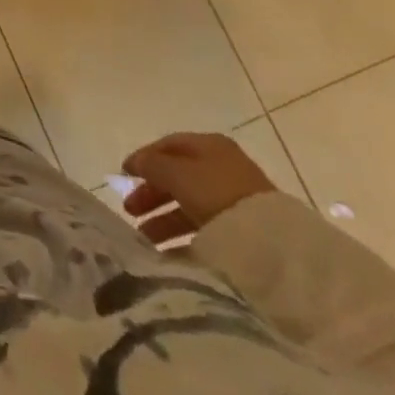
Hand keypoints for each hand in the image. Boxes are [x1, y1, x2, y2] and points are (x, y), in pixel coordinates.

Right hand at [120, 132, 277, 245]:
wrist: (271, 240)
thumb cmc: (217, 192)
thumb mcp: (177, 173)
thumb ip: (151, 165)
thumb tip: (134, 163)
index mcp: (209, 145)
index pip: (168, 146)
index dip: (144, 158)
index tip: (123, 175)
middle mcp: (222, 166)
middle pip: (177, 176)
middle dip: (151, 193)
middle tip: (130, 210)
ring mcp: (234, 197)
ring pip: (189, 204)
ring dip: (164, 218)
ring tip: (144, 236)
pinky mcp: (243, 227)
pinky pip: (204, 227)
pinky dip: (184, 235)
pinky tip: (167, 250)